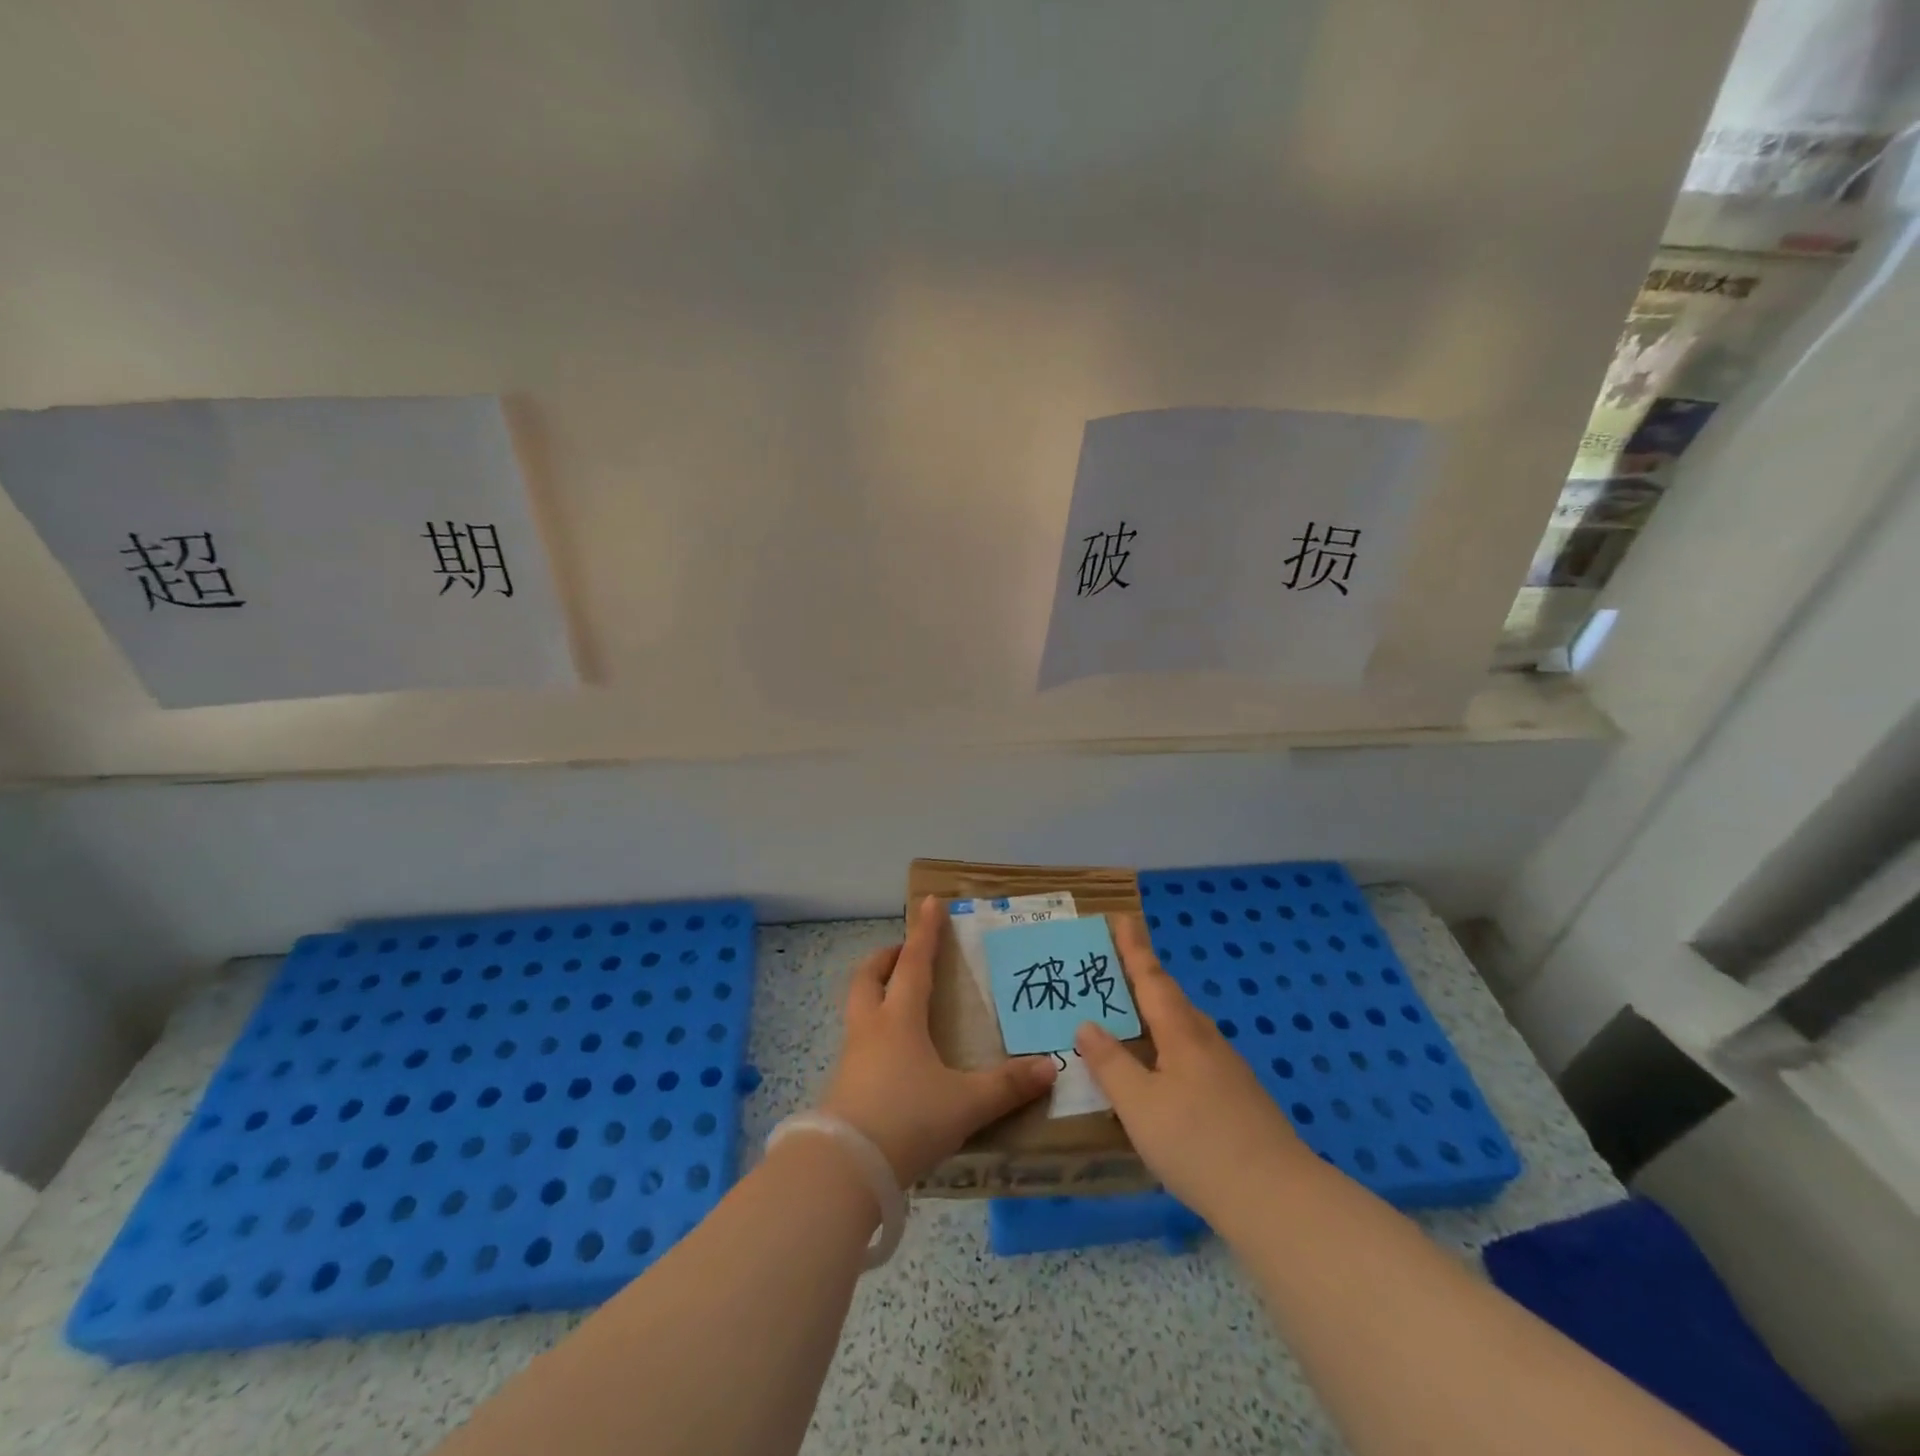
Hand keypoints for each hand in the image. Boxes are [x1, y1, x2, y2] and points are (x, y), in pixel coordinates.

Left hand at [819, 896, 1057, 1185]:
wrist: (844, 1168)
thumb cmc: (907, 1119)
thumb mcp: (966, 1104)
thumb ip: (1008, 1086)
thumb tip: (1051, 1067)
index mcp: (900, 1018)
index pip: (914, 962)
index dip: (925, 932)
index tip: (929, 902)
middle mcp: (871, 1027)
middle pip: (869, 977)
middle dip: (886, 958)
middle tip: (903, 954)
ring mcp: (852, 1056)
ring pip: (858, 1007)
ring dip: (875, 993)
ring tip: (899, 1002)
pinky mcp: (842, 1085)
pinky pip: (858, 1041)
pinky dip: (874, 1031)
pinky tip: (892, 1055)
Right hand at [1076, 916, 1310, 1223]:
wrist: (1276, 1199)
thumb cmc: (1197, 1144)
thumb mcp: (1139, 1105)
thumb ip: (1110, 1064)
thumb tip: (1087, 1024)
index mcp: (1181, 1034)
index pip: (1151, 979)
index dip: (1134, 949)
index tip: (1123, 918)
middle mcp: (1207, 1042)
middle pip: (1172, 999)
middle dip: (1145, 978)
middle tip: (1117, 967)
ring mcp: (1228, 1071)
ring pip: (1186, 1028)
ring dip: (1159, 1013)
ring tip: (1134, 1015)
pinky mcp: (1239, 1098)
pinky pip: (1195, 1054)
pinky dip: (1171, 1046)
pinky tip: (1164, 1071)